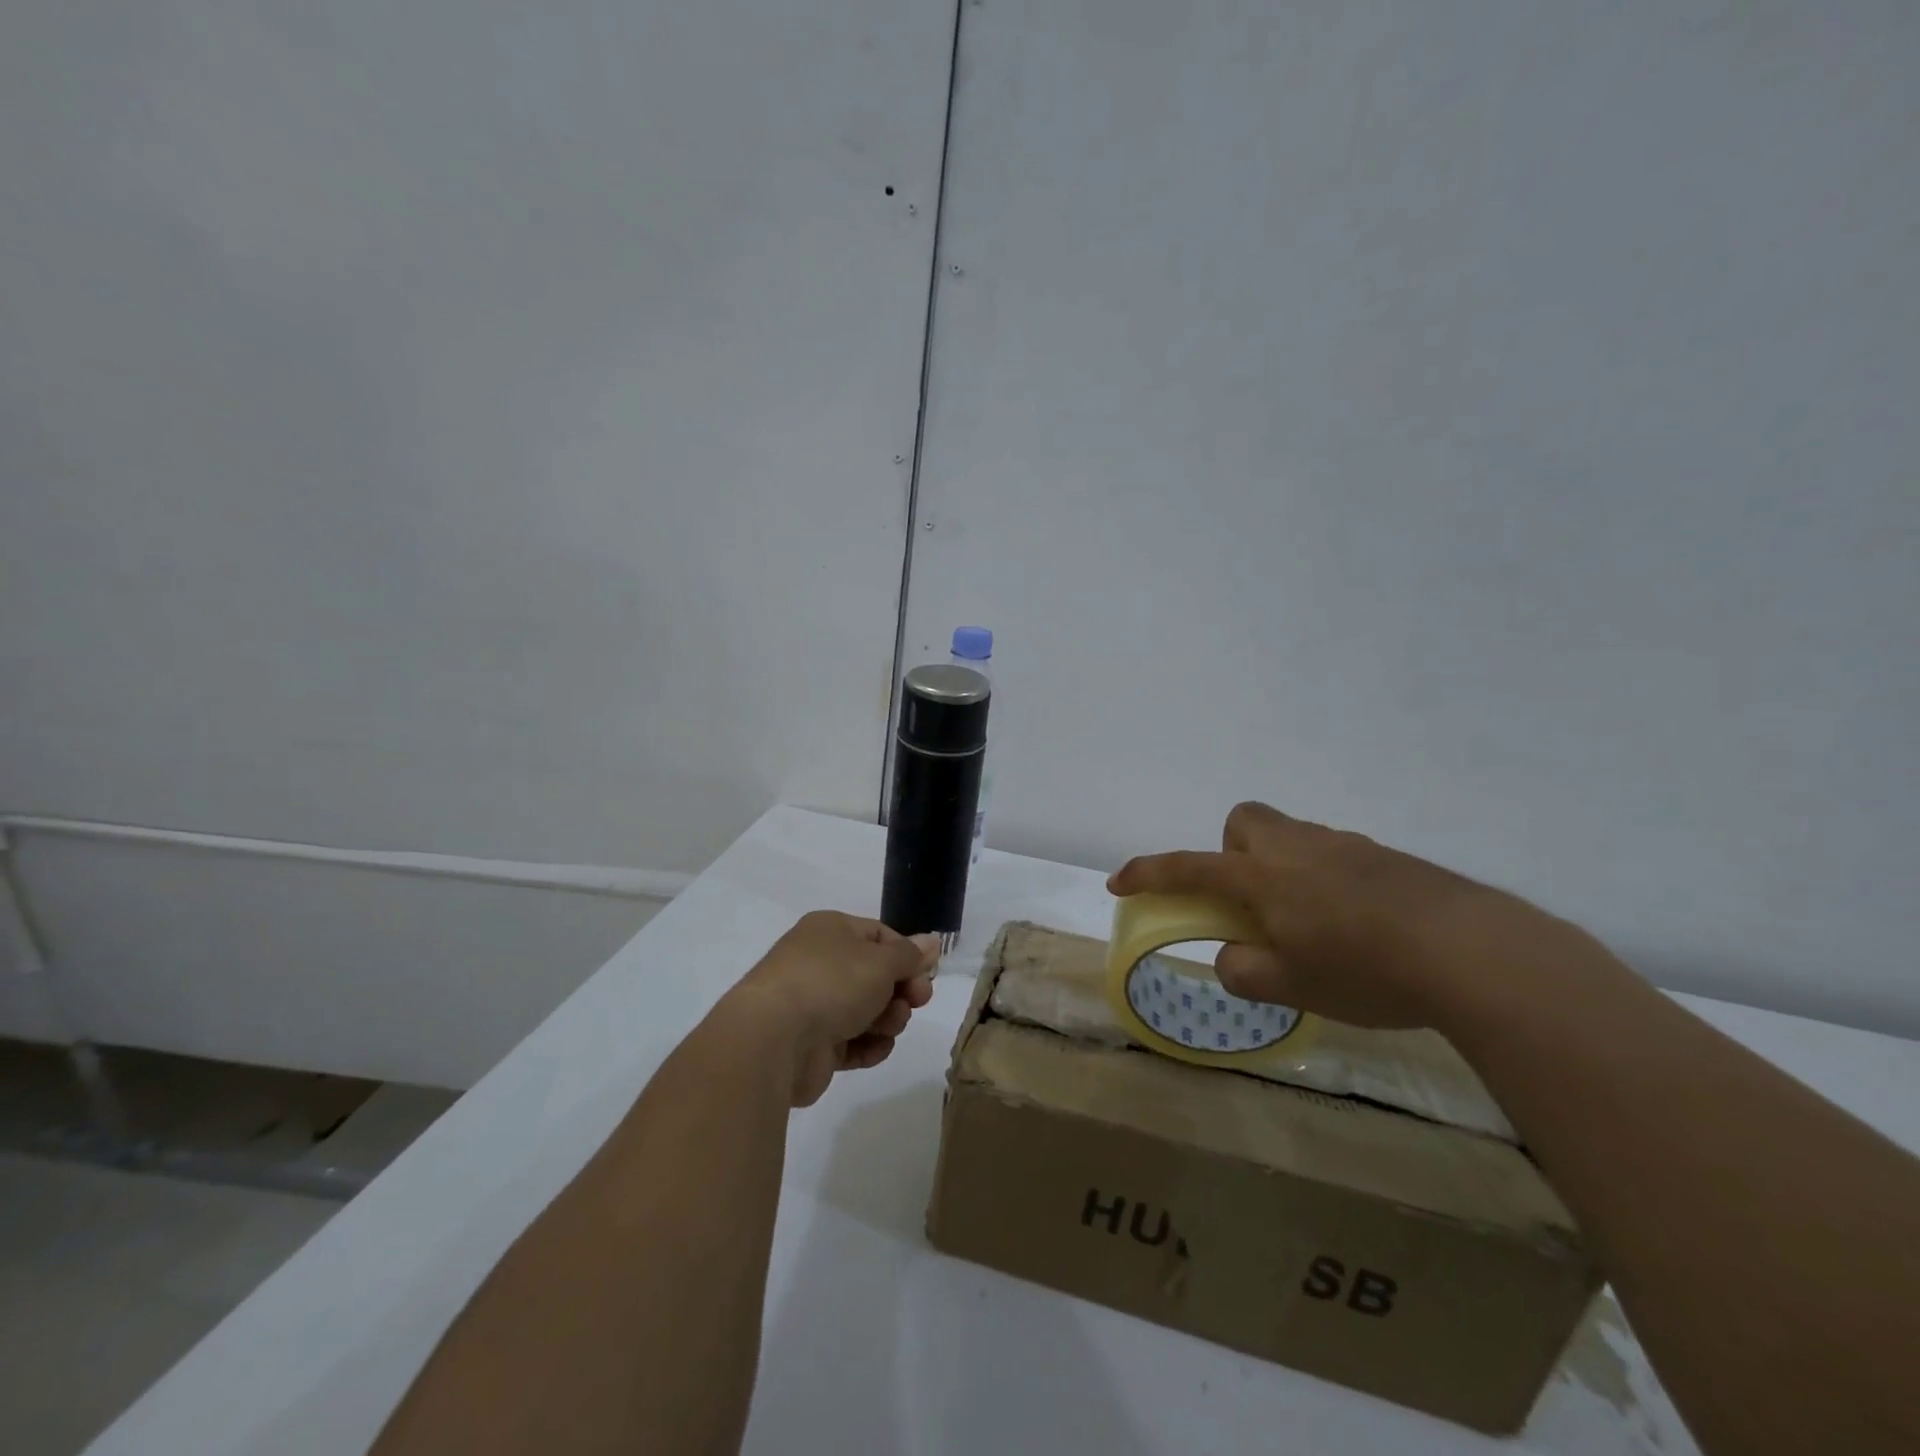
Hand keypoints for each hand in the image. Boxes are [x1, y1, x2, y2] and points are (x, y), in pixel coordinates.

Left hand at [724, 911, 939, 1106]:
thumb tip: (931, 941)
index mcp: (830, 931)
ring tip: (888, 1027)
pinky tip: (875, 1049)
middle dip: (900, 991)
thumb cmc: (832, 983)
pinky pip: (850, 1042)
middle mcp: (819, 962)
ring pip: (865, 1010)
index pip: (879, 936)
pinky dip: (867, 1046)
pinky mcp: (811, 1045)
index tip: (927, 976)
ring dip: (887, 1019)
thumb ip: (910, 955)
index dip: (907, 956)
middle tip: (916, 1003)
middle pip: (875, 975)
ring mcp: (813, 1005)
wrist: (773, 1040)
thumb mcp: (881, 962)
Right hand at [1108, 801, 1559, 1028]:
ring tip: (1313, 928)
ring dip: (1284, 872)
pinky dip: (1329, 883)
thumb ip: (1244, 972)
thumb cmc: (1366, 970)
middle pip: (1245, 822)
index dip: (1149, 873)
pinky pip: (1337, 858)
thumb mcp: (1292, 988)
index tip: (1121, 882)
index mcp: (1263, 877)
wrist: (1474, 952)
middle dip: (1234, 855)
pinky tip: (1360, 928)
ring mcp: (1347, 847)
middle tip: (1253, 904)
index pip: (1189, 868)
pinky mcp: (1388, 859)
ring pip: (1294, 840)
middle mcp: (1298, 849)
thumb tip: (1233, 958)